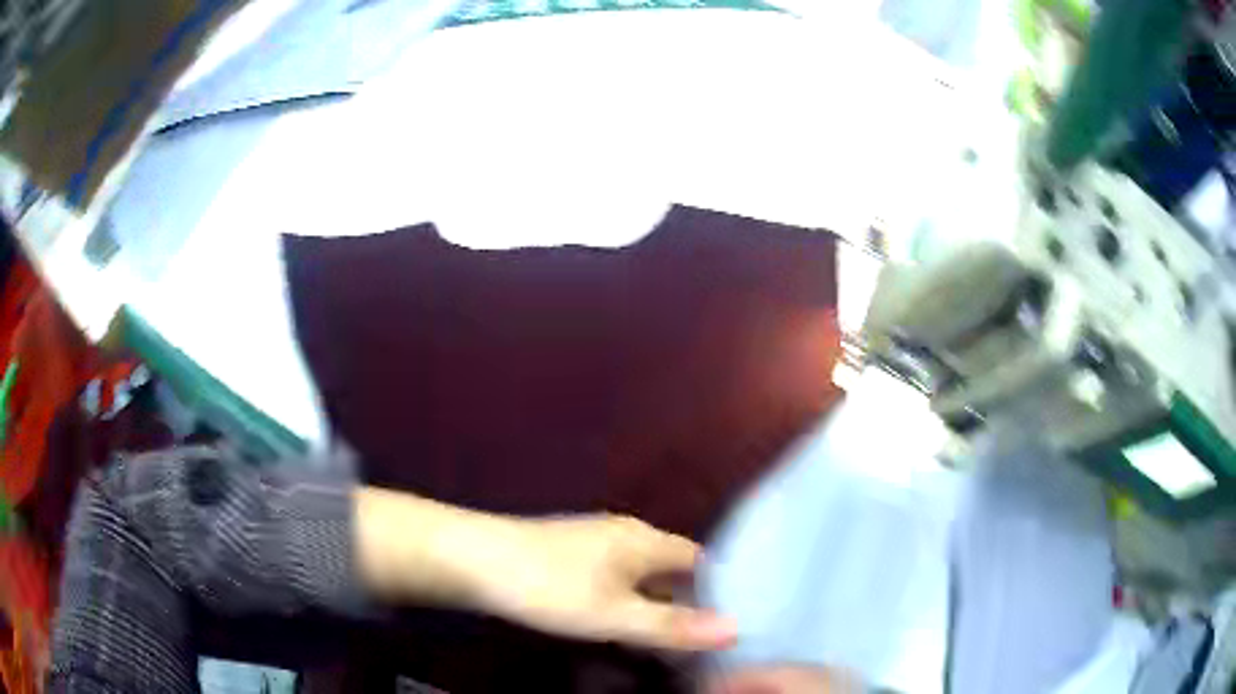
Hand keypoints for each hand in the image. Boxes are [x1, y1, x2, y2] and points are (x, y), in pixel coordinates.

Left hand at [470, 514, 737, 651]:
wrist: (471, 559)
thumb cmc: (548, 587)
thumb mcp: (612, 615)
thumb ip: (672, 626)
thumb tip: (736, 629)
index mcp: (644, 539)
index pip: (701, 560)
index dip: (721, 590)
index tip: (732, 625)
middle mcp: (625, 534)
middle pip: (673, 569)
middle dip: (689, 603)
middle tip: (703, 643)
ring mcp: (595, 542)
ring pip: (642, 576)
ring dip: (657, 605)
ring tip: (670, 643)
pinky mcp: (570, 556)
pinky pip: (617, 579)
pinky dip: (629, 602)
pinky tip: (621, 625)